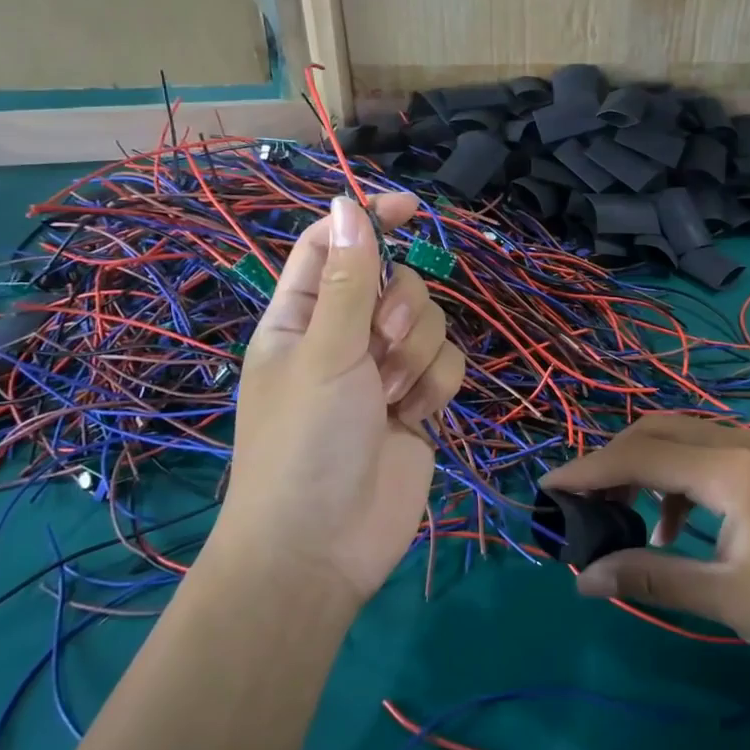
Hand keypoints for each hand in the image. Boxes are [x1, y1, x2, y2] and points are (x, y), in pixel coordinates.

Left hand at [217, 194, 465, 605]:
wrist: (323, 547)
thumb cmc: (305, 443)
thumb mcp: (325, 352)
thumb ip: (349, 279)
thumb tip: (346, 203)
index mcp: (302, 317)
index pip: (334, 246)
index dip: (368, 219)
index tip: (411, 208)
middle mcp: (344, 337)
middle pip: (395, 281)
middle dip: (400, 309)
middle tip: (379, 347)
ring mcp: (384, 371)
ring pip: (428, 322)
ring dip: (416, 355)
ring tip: (390, 398)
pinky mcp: (418, 402)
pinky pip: (447, 364)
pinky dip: (435, 386)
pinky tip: (413, 418)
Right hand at [541, 414, 749, 682]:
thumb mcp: (729, 600)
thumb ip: (652, 579)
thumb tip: (583, 577)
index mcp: (733, 470)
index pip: (641, 456)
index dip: (589, 470)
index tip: (547, 487)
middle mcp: (745, 442)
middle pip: (659, 430)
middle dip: (614, 460)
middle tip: (584, 501)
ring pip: (685, 436)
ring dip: (647, 466)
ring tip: (627, 517)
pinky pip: (711, 452)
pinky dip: (680, 476)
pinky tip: (679, 524)